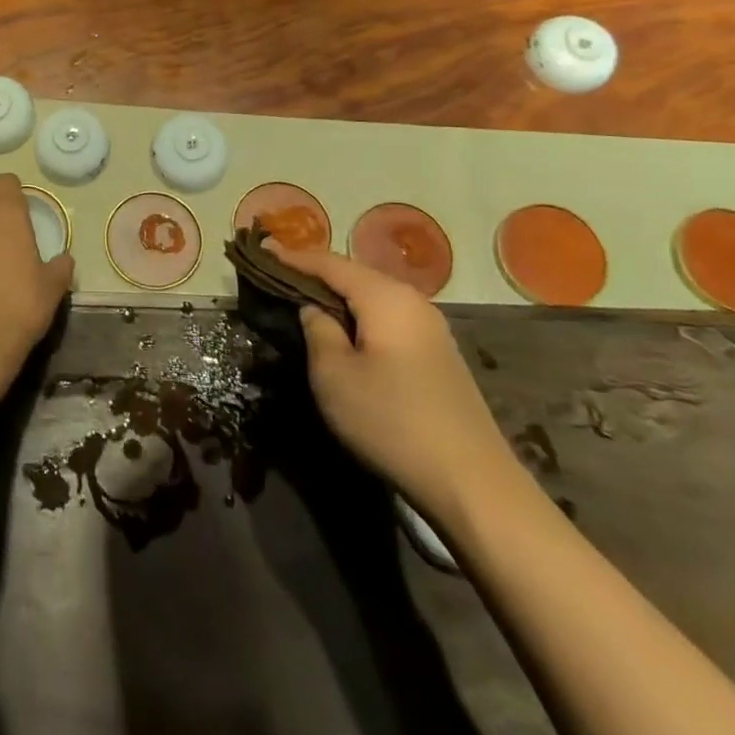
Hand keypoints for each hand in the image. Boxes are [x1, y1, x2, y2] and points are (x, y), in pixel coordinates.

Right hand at [269, 241, 514, 526]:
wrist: (474, 484)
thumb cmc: (392, 421)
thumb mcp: (334, 375)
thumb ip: (317, 330)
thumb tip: (313, 309)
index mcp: (385, 296)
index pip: (328, 262)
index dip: (291, 256)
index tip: (260, 249)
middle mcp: (412, 301)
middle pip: (353, 274)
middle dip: (314, 272)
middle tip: (276, 274)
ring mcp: (430, 328)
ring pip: (372, 297)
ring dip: (337, 296)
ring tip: (302, 299)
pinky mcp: (437, 354)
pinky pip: (387, 318)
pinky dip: (358, 316)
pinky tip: (343, 330)